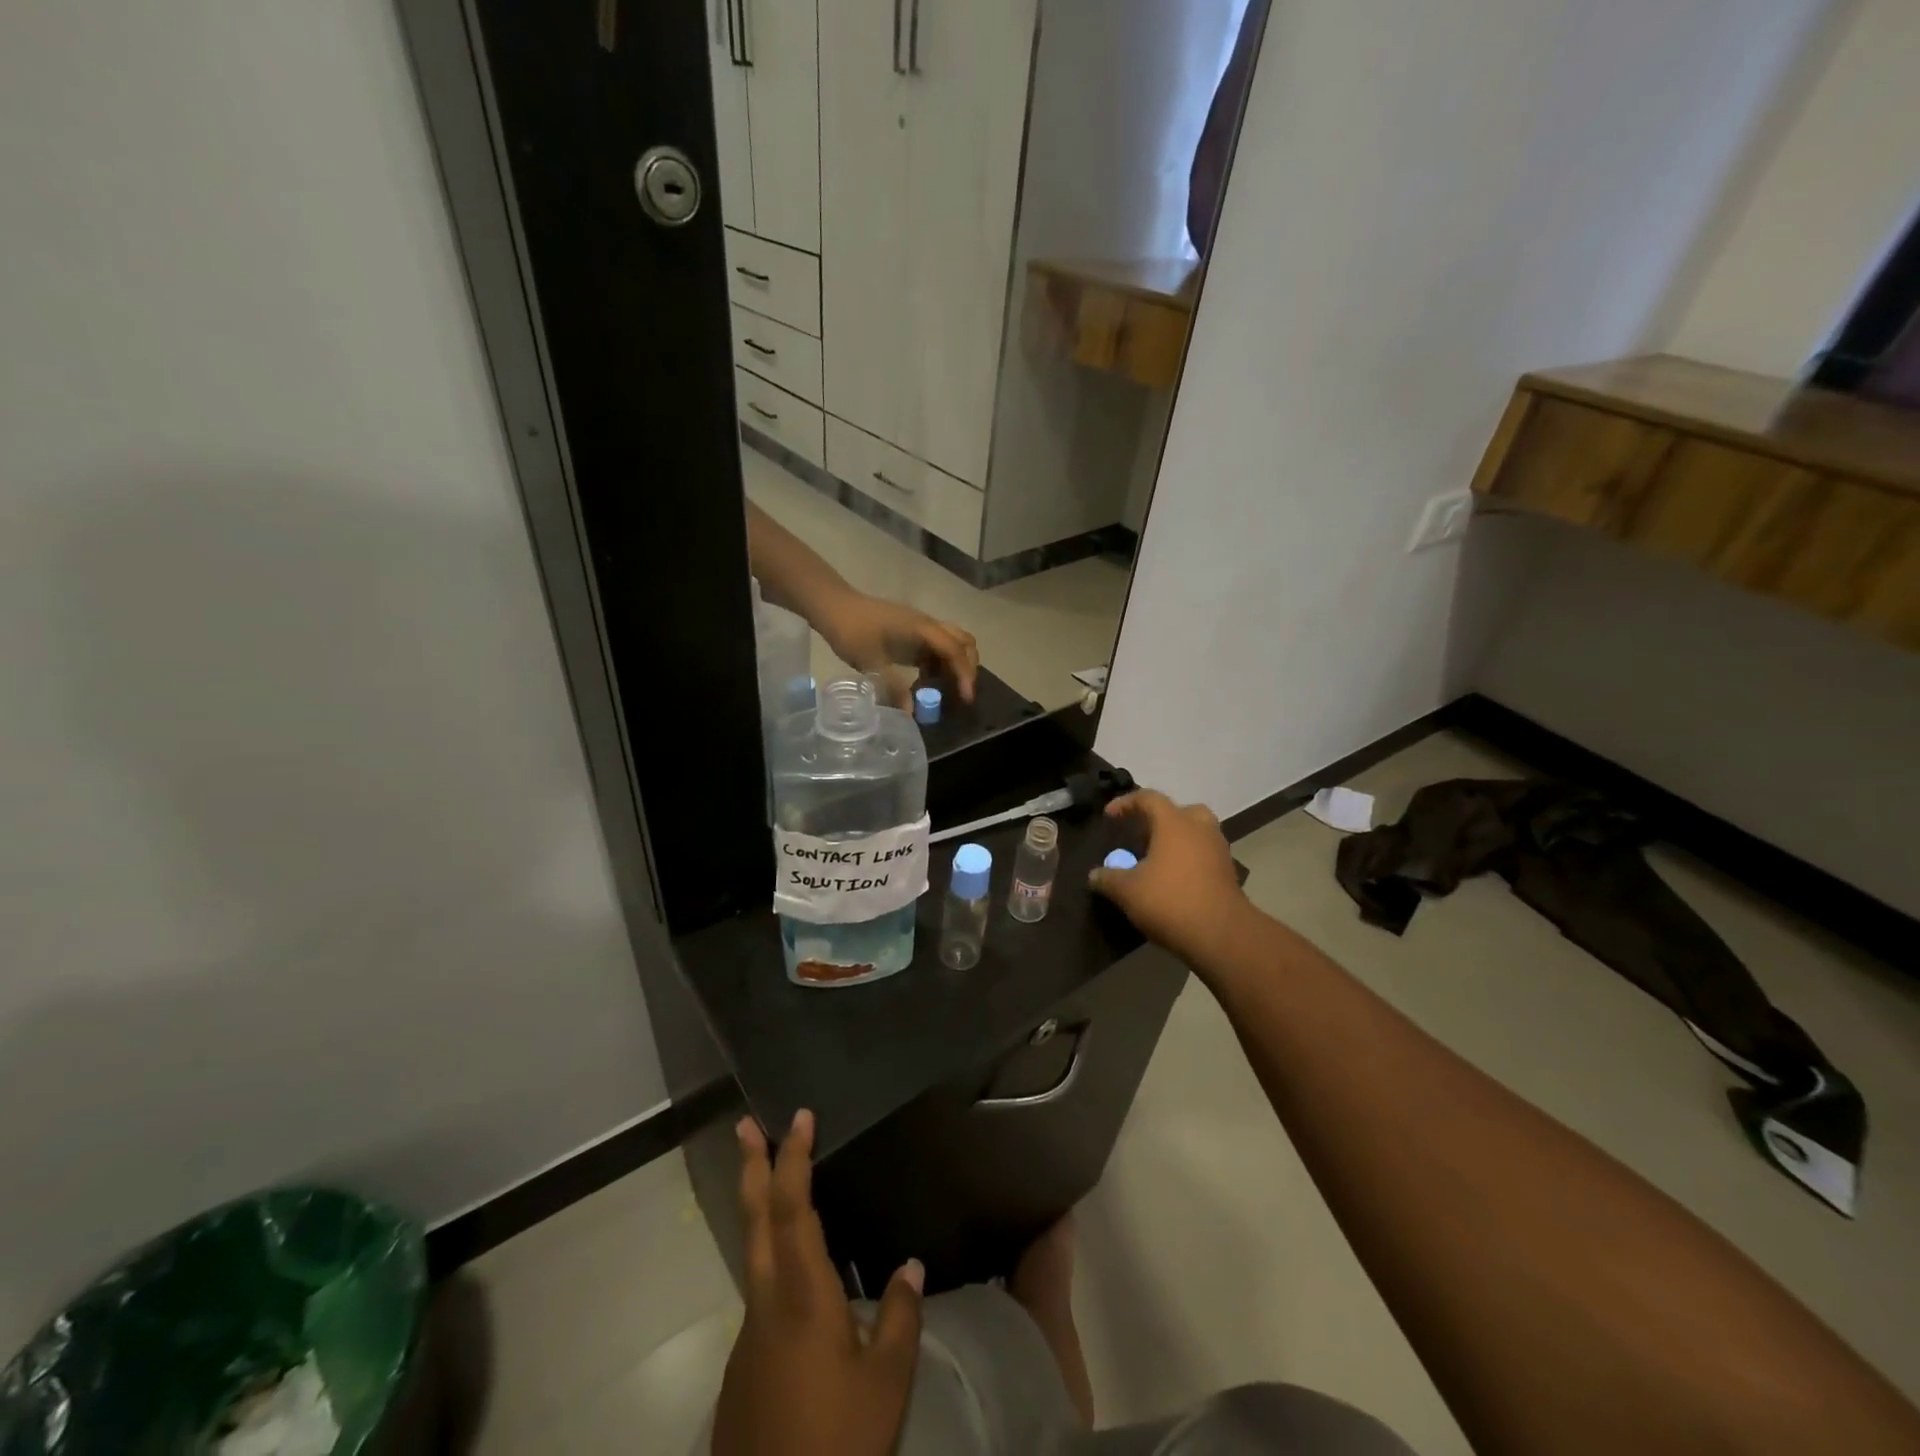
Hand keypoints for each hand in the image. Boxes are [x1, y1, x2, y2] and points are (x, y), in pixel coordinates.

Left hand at [711, 1110, 925, 1455]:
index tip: (799, 1117)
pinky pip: (758, 1291)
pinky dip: (769, 1257)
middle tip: (743, 1124)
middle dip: (751, 1166)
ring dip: (758, 1207)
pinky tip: (796, 1280)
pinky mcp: (741, 1365)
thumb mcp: (886, 1383)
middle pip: (755, 1219)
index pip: (792, 1206)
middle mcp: (766, 1301)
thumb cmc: (837, 1444)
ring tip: (772, 1180)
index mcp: (803, 1294)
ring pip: (751, 1253)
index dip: (793, 1157)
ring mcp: (748, 1334)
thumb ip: (899, 1316)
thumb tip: (911, 1264)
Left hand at [820, 591, 978, 703]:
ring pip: (952, 643)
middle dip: (968, 667)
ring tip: (946, 692)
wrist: (833, 606)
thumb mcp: (870, 662)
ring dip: (954, 666)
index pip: (955, 650)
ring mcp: (920, 627)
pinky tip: (927, 683)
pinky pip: (935, 648)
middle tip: (962, 695)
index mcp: (922, 628)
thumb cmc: (852, 631)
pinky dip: (939, 665)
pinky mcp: (911, 632)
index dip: (964, 675)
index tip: (966, 698)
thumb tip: (911, 713)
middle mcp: (927, 625)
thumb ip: (893, 687)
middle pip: (963, 642)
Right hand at [1088, 790, 1253, 968]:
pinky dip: (1189, 861)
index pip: (1149, 798)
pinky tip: (1173, 881)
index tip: (1110, 817)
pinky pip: (1204, 856)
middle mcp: (1200, 829)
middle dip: (1160, 820)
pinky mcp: (1228, 874)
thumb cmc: (1170, 901)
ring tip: (1156, 861)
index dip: (1126, 803)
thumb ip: (1107, 878)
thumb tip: (1094, 875)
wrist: (1222, 935)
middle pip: (1181, 811)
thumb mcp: (1127, 891)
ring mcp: (1218, 851)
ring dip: (1177, 841)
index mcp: (1175, 823)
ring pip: (1197, 833)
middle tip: (1143, 836)